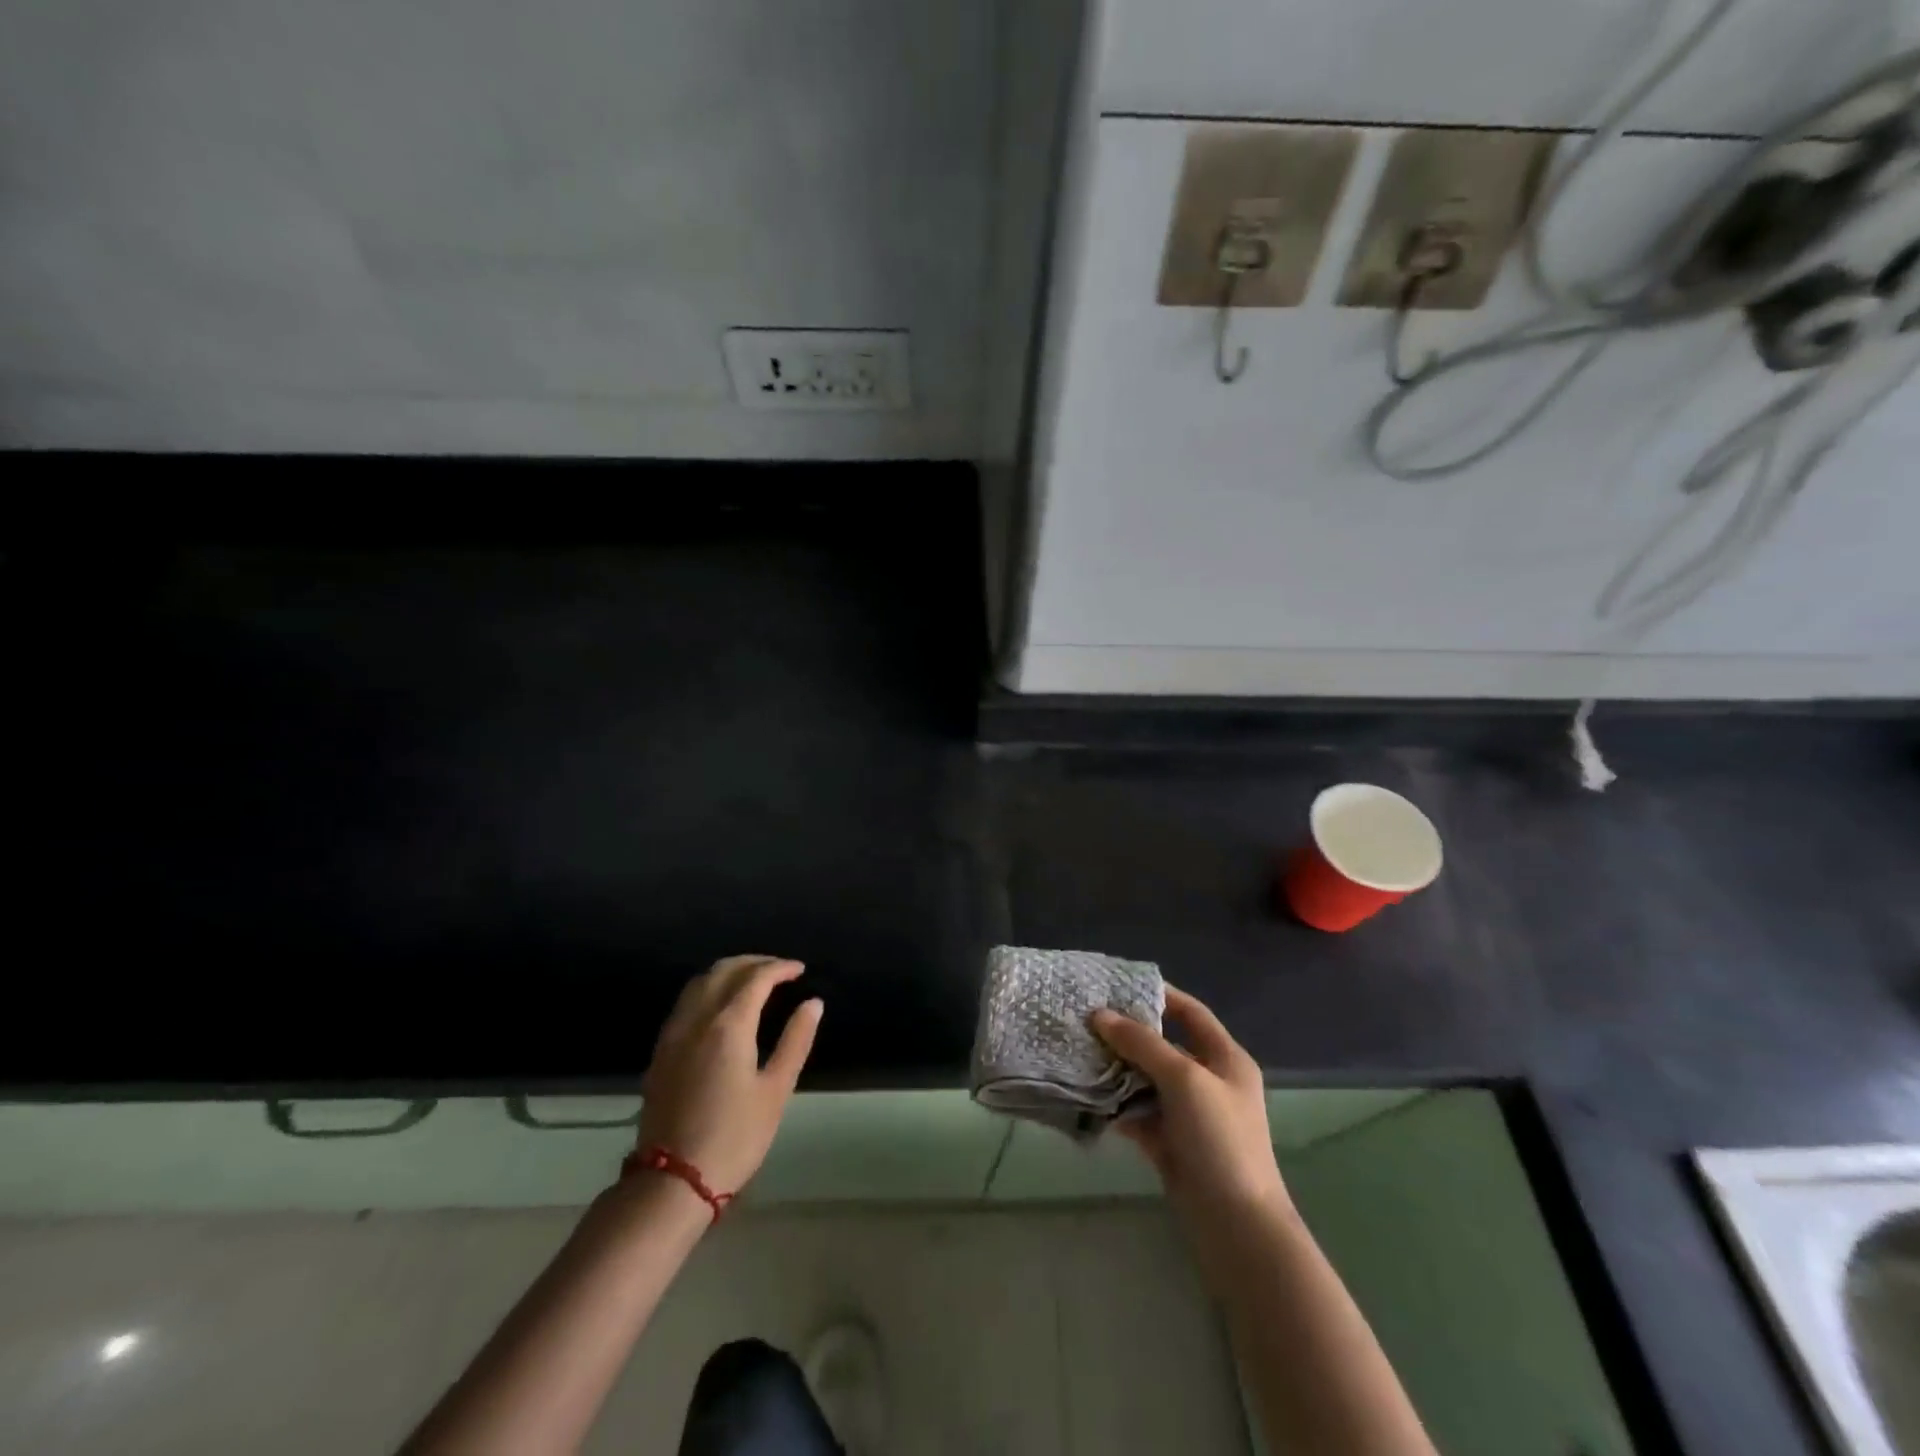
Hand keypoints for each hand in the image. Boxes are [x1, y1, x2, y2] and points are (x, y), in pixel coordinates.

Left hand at [637, 955, 822, 1196]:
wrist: (672, 1181)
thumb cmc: (734, 1137)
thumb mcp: (776, 1090)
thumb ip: (795, 1041)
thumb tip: (813, 1003)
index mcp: (728, 1025)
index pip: (756, 978)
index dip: (780, 968)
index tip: (800, 970)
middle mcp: (697, 1018)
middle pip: (724, 970)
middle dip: (754, 962)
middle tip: (779, 969)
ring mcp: (673, 1034)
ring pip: (699, 982)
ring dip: (728, 971)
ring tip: (752, 980)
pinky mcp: (661, 1051)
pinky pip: (685, 1002)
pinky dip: (708, 989)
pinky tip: (721, 1006)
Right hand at [1091, 987, 1288, 1218]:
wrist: (1236, 1225)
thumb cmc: (1219, 1139)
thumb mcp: (1184, 1079)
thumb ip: (1142, 1044)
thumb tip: (1100, 1015)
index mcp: (1225, 1058)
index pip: (1190, 1012)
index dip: (1158, 996)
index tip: (1117, 985)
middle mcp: (1208, 1080)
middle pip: (1163, 1045)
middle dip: (1127, 1032)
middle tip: (1086, 1017)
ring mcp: (1188, 1114)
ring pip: (1146, 1079)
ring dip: (1116, 1067)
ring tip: (1078, 1049)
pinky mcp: (1170, 1142)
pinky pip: (1138, 1112)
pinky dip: (1115, 1103)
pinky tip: (1086, 1092)